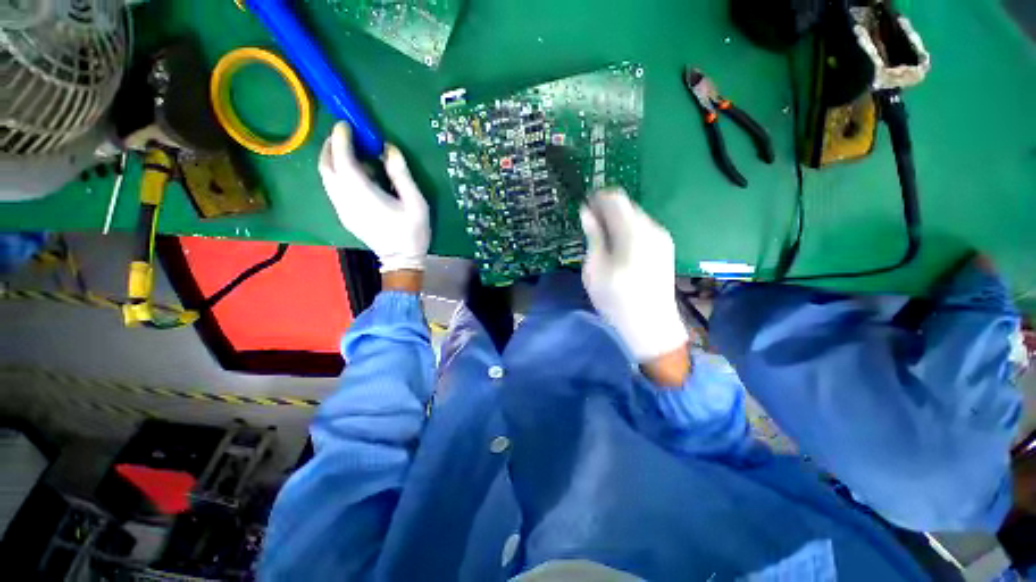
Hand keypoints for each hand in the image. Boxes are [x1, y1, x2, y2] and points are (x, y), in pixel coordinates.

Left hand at [319, 122, 429, 272]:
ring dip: (333, 160)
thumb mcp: (416, 202)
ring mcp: (342, 209)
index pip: (342, 159)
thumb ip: (401, 174)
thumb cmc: (412, 232)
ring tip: (352, 154)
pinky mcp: (344, 215)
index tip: (346, 124)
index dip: (341, 139)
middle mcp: (345, 199)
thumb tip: (388, 149)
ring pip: (326, 177)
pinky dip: (338, 174)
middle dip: (331, 146)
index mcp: (363, 194)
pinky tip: (356, 176)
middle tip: (345, 135)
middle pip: (326, 166)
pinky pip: (333, 188)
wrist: (401, 260)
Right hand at [580, 188, 688, 366]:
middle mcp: (652, 228)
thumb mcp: (595, 268)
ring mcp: (662, 238)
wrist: (651, 326)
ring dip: (616, 222)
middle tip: (590, 230)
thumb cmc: (616, 299)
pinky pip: (642, 228)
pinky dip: (627, 231)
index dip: (597, 198)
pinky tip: (619, 250)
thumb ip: (593, 236)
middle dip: (606, 211)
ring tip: (603, 243)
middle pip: (626, 205)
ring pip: (634, 216)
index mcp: (633, 232)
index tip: (583, 211)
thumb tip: (586, 212)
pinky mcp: (665, 248)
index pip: (615, 198)